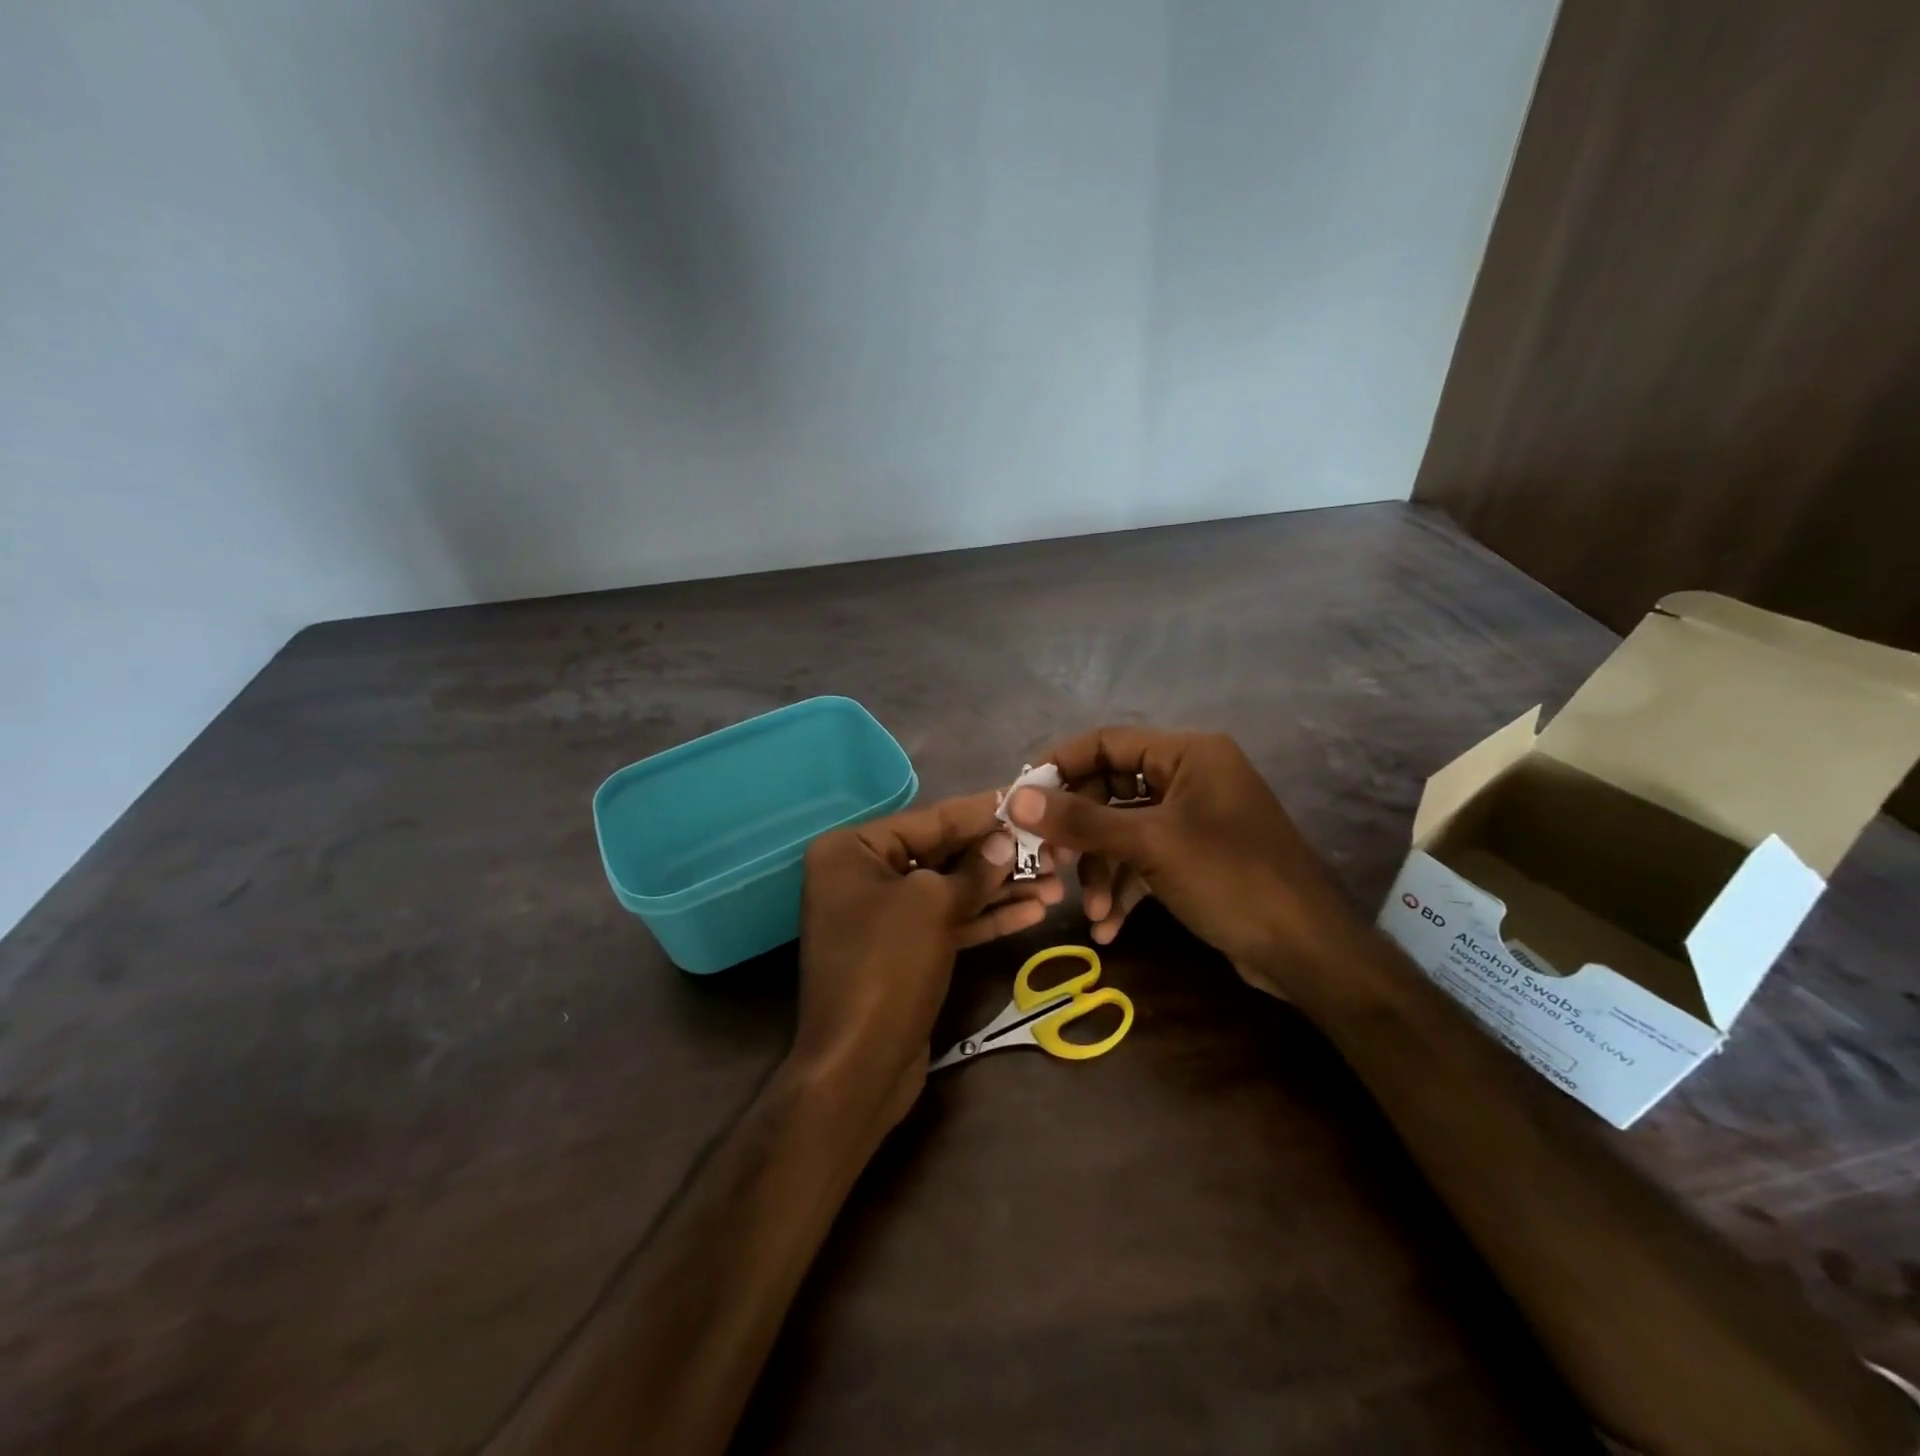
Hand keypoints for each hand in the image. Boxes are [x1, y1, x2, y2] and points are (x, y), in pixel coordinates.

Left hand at [795, 792, 1063, 1130]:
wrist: (858, 1067)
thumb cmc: (887, 965)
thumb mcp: (933, 905)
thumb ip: (974, 869)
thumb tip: (1004, 844)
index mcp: (853, 849)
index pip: (931, 819)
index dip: (984, 811)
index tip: (1029, 799)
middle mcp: (863, 875)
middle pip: (943, 853)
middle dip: (999, 855)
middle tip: (1054, 849)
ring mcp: (883, 916)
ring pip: (951, 890)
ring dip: (1002, 888)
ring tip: (1058, 883)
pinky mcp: (903, 951)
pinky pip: (948, 922)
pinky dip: (986, 918)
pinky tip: (1034, 913)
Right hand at [1005, 728, 1367, 995]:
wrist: (1308, 952)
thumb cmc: (1230, 879)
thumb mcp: (1150, 845)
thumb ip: (1081, 821)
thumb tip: (1014, 799)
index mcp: (1188, 753)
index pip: (1106, 742)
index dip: (1059, 767)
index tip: (1020, 798)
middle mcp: (1189, 777)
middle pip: (1110, 789)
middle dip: (1080, 833)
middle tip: (1048, 862)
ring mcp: (1193, 819)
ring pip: (1123, 831)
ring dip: (1101, 870)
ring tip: (1090, 911)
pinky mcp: (1194, 857)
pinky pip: (1144, 860)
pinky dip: (1124, 888)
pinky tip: (1107, 927)